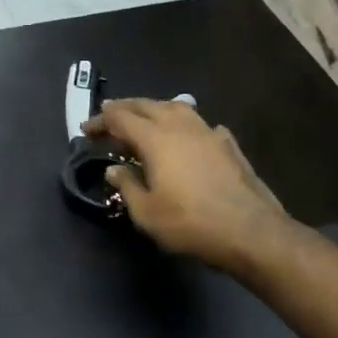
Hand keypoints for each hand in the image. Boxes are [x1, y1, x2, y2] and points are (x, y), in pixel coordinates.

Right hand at [82, 99, 293, 273]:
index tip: (85, 130)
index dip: (100, 121)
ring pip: (177, 108)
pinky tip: (190, 137)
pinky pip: (203, 125)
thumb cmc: (190, 223)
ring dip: (156, 108)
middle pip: (147, 105)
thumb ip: (127, 186)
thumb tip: (113, 169)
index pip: (120, 118)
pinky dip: (187, 125)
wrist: (251, 232)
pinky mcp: (229, 146)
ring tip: (146, 117)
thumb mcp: (146, 213)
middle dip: (125, 108)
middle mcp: (180, 127)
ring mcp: (208, 133)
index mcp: (155, 138)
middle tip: (109, 115)